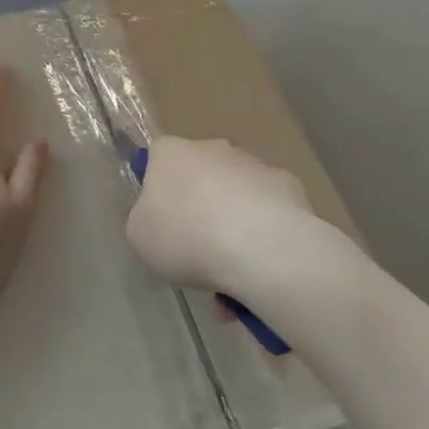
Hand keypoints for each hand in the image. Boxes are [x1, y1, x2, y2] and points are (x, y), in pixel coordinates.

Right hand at [125, 137, 338, 298]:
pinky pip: (267, 211)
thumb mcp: (140, 236)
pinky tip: (260, 268)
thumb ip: (146, 220)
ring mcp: (254, 164)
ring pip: (235, 197)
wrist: (259, 246)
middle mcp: (212, 148)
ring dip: (231, 229)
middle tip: (196, 256)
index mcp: (171, 153)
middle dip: (199, 212)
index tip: (161, 223)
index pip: (156, 159)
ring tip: (231, 279)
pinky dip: (262, 234)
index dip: (157, 190)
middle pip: (199, 178)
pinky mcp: (288, 185)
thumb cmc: (186, 236)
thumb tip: (162, 218)